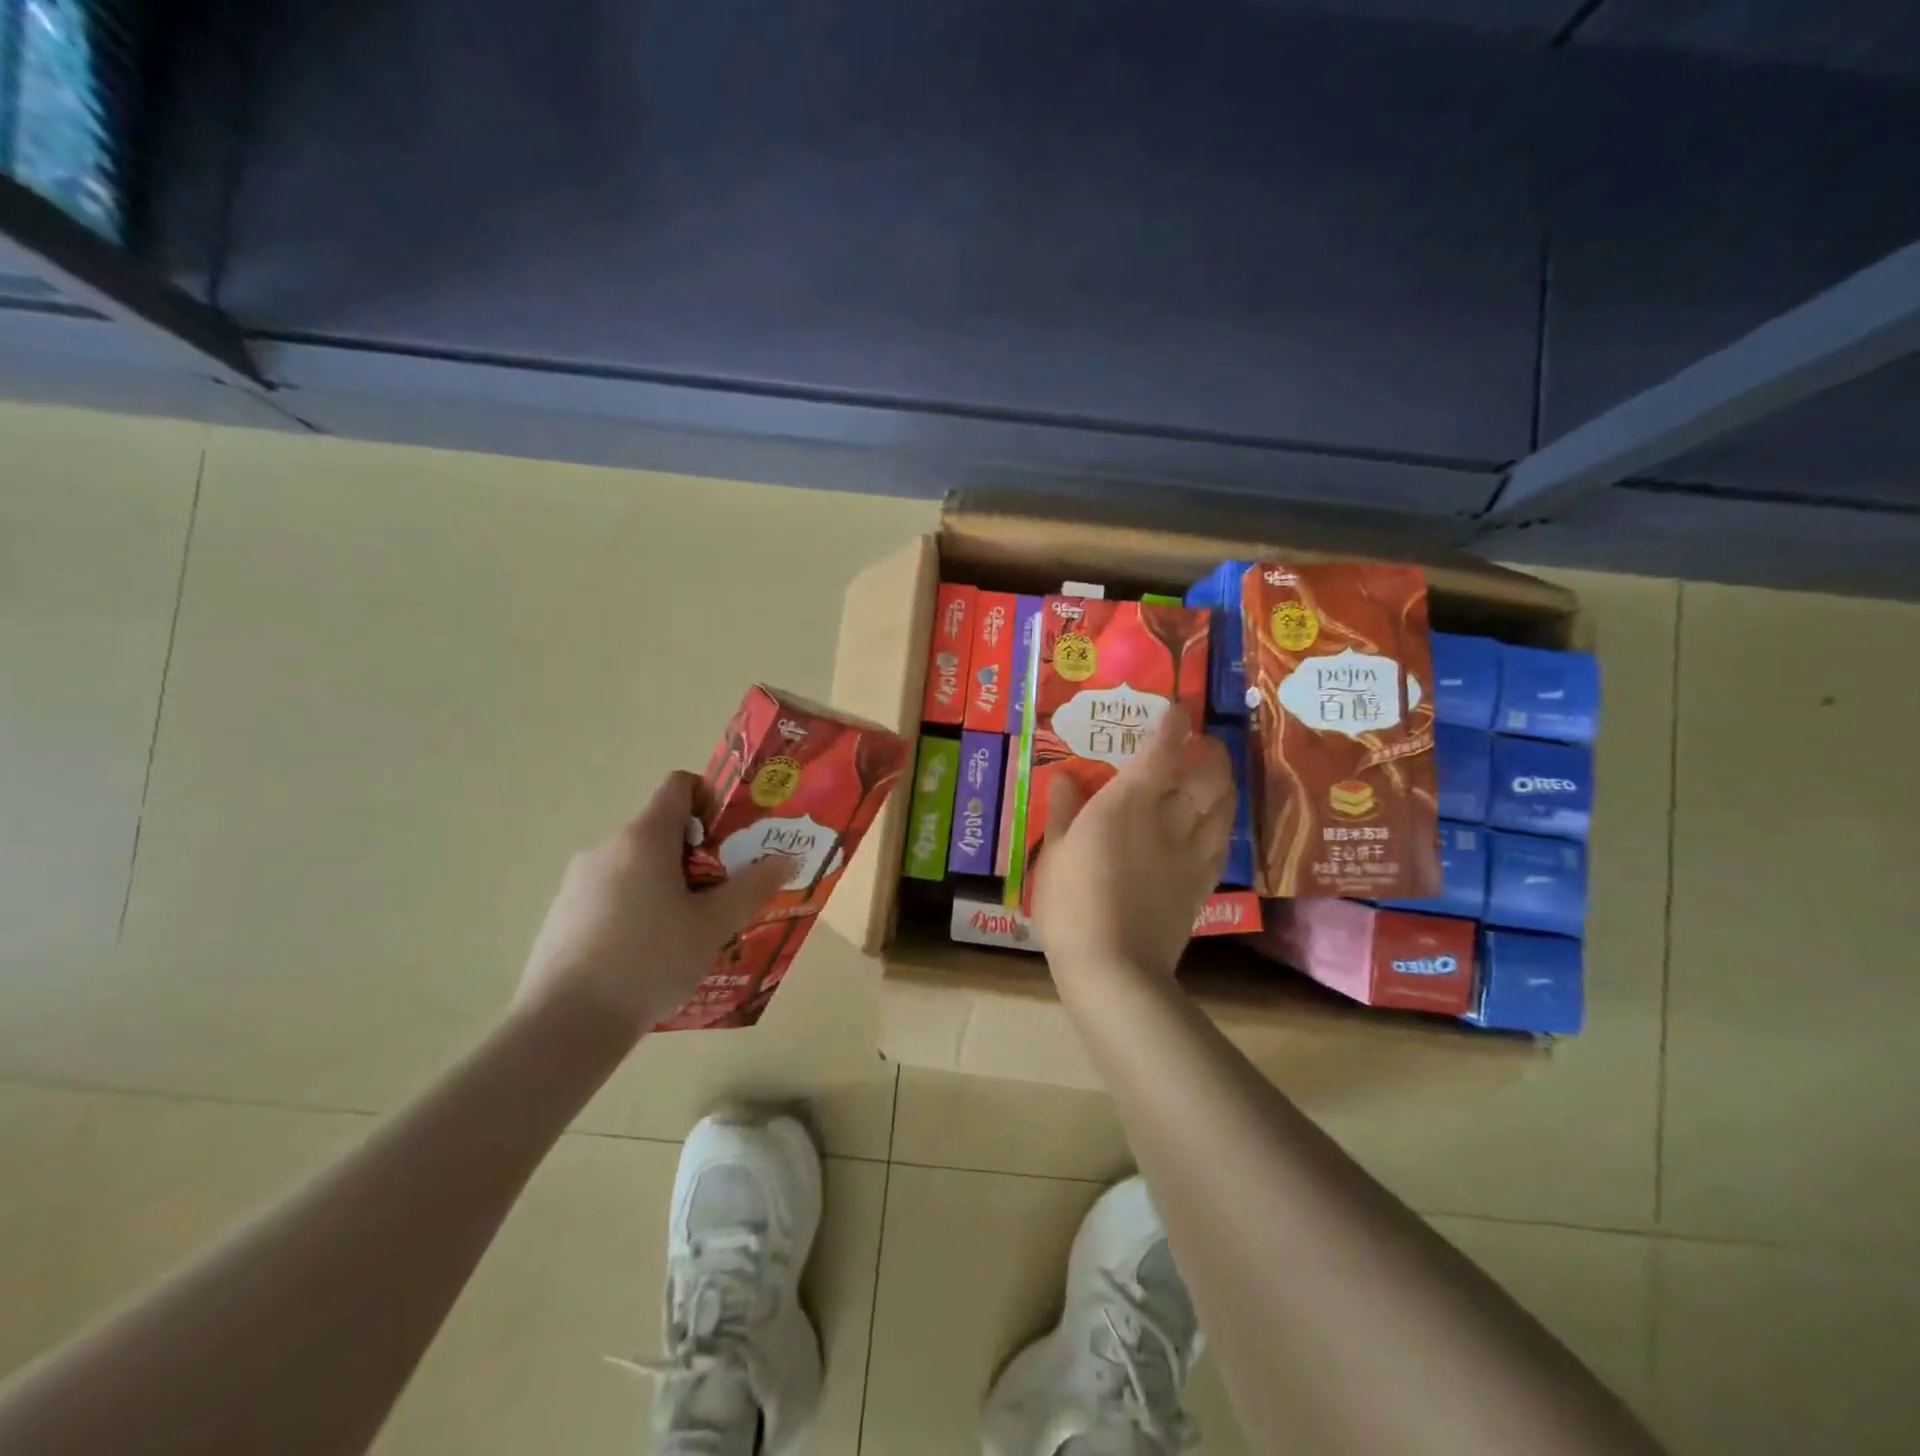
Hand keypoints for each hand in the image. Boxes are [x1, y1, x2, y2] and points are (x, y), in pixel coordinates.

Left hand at [514, 772, 791, 1041]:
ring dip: (667, 882)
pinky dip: (636, 905)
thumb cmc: (649, 961)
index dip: (710, 798)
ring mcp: (578, 880)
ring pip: (636, 864)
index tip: (731, 836)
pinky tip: (648, 952)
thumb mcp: (713, 925)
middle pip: (660, 829)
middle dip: (697, 853)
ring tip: (689, 929)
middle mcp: (607, 846)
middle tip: (722, 893)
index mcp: (644, 837)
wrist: (565, 1025)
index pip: (679, 785)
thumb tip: (785, 859)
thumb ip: (752, 887)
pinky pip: (611, 892)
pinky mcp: (562, 912)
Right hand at [1034, 704, 1236, 979]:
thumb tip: (1065, 778)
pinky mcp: (1202, 884)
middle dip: (1210, 752)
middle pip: (1207, 775)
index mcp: (1128, 803)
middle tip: (1202, 743)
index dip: (1173, 726)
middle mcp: (1168, 818)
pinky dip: (1221, 824)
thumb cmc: (1072, 904)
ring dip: (1224, 783)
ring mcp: (1191, 852)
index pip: (1161, 752)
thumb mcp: (1053, 854)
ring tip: (1216, 776)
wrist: (1114, 966)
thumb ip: (1063, 812)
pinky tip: (1214, 826)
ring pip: (1223, 806)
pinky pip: (1220, 844)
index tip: (1178, 711)